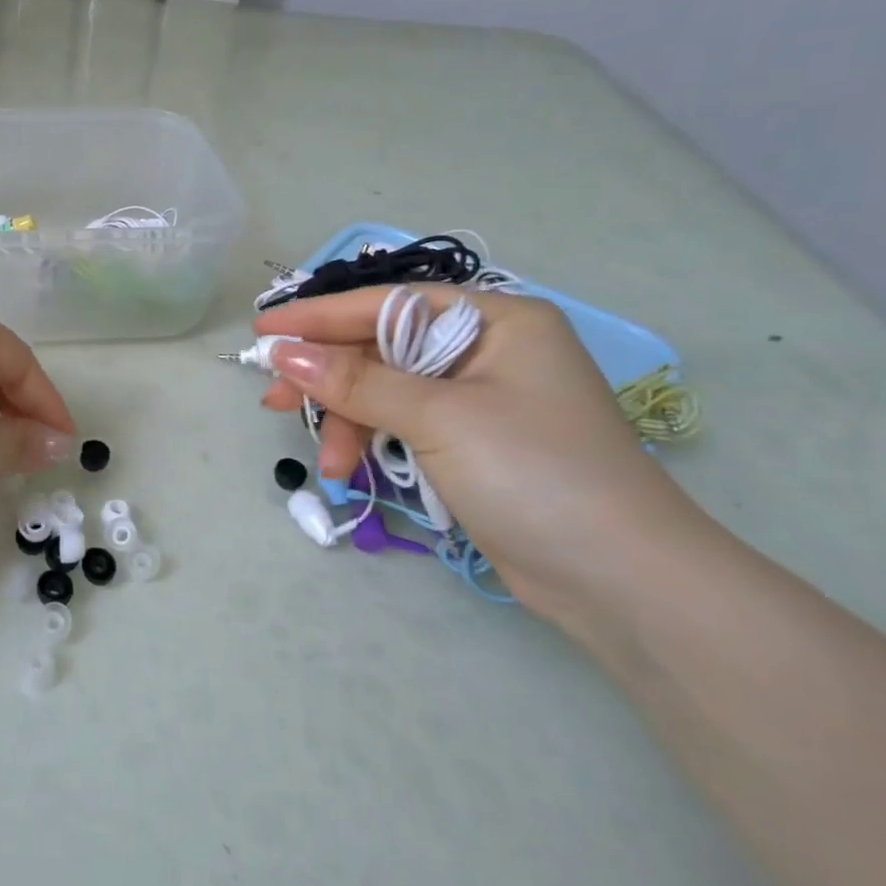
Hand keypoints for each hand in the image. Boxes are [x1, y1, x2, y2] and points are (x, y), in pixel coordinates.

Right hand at [257, 286, 712, 622]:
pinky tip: (349, 471)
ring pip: (385, 391)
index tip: (263, 328)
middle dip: (329, 378)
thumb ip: (356, 381)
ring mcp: (478, 399)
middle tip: (273, 398)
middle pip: (381, 349)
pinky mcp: (470, 443)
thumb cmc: (534, 473)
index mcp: (495, 321)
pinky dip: (371, 443)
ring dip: (349, 423)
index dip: (319, 316)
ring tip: (326, 465)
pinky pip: (400, 424)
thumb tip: (283, 353)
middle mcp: (487, 350)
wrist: (621, 581)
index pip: (387, 305)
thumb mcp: (437, 418)